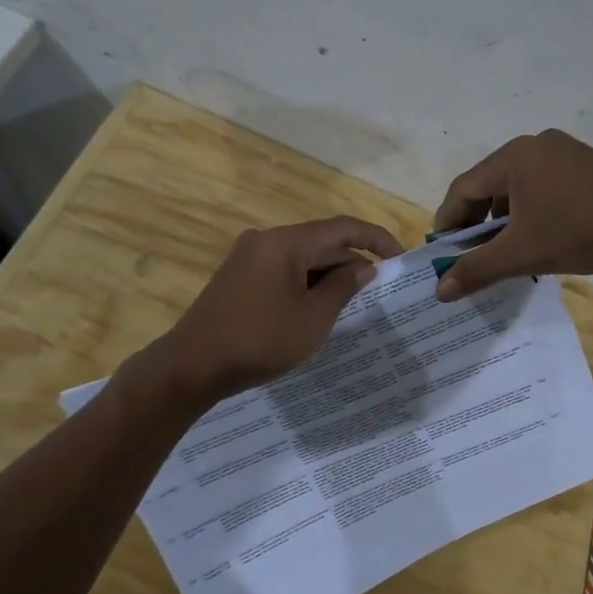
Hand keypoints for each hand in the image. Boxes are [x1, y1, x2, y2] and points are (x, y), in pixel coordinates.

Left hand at [142, 216, 401, 401]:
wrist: (192, 365)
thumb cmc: (260, 340)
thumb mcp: (313, 318)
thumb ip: (343, 287)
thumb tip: (364, 267)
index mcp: (286, 242)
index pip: (342, 228)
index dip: (376, 239)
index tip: (400, 258)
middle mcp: (266, 239)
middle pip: (321, 241)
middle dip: (352, 262)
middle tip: (378, 290)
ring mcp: (248, 256)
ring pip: (302, 257)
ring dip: (329, 274)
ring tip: (352, 303)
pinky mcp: (238, 275)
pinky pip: (283, 269)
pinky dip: (306, 282)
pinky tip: (317, 307)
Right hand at [432, 131, 592, 300]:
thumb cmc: (577, 233)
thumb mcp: (521, 255)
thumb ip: (476, 270)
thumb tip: (439, 291)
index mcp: (513, 157)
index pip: (463, 188)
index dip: (447, 222)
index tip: (442, 253)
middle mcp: (535, 145)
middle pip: (489, 184)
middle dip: (475, 222)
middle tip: (470, 255)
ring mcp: (564, 151)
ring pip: (517, 186)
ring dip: (503, 218)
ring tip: (504, 250)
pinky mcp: (585, 164)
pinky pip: (542, 185)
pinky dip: (530, 210)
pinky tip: (538, 236)